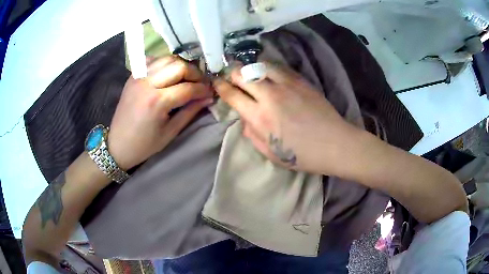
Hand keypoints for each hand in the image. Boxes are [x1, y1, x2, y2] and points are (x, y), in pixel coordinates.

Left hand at [108, 56, 213, 169]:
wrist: (117, 144)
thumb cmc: (145, 144)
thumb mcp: (170, 132)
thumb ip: (190, 111)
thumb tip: (208, 98)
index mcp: (157, 102)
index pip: (188, 87)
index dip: (203, 89)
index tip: (211, 93)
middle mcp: (147, 83)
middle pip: (179, 66)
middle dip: (195, 73)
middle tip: (200, 84)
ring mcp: (138, 77)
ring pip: (167, 59)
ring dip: (181, 66)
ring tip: (186, 78)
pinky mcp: (133, 76)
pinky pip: (153, 60)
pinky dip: (164, 63)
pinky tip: (168, 74)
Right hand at [213, 63, 358, 174]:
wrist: (335, 144)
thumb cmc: (303, 155)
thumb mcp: (270, 154)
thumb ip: (252, 134)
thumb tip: (245, 119)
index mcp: (259, 117)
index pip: (232, 94)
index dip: (221, 87)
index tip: (217, 83)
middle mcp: (270, 96)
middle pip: (243, 74)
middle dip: (232, 73)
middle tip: (231, 76)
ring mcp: (287, 85)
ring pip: (260, 65)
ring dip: (251, 68)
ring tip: (250, 72)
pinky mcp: (301, 81)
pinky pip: (279, 68)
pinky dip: (269, 68)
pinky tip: (269, 73)